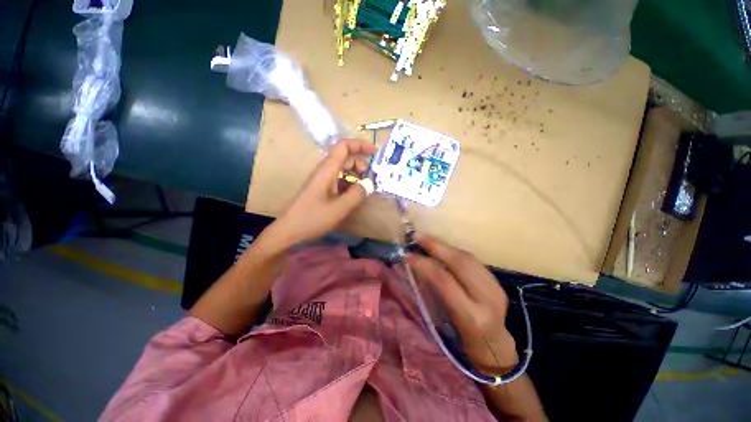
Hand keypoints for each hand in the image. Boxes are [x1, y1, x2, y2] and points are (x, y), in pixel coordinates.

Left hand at [269, 139, 377, 247]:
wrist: (289, 229)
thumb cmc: (312, 218)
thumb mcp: (339, 208)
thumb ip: (357, 194)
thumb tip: (369, 184)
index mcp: (327, 169)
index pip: (344, 146)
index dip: (360, 145)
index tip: (375, 152)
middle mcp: (325, 170)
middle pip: (345, 157)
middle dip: (360, 164)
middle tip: (368, 180)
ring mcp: (323, 179)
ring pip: (343, 169)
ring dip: (356, 175)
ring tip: (363, 190)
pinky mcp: (322, 188)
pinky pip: (339, 179)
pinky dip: (350, 183)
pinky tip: (353, 196)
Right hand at [405, 234, 518, 371]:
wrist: (494, 347)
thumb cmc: (462, 339)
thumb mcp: (444, 321)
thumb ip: (433, 292)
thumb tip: (417, 266)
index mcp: (470, 315)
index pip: (444, 280)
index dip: (424, 264)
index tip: (408, 255)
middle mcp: (486, 299)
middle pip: (459, 263)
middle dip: (436, 246)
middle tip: (417, 237)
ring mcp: (496, 289)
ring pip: (468, 258)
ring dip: (445, 246)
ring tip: (428, 240)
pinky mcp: (498, 282)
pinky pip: (473, 260)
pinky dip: (455, 252)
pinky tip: (444, 249)